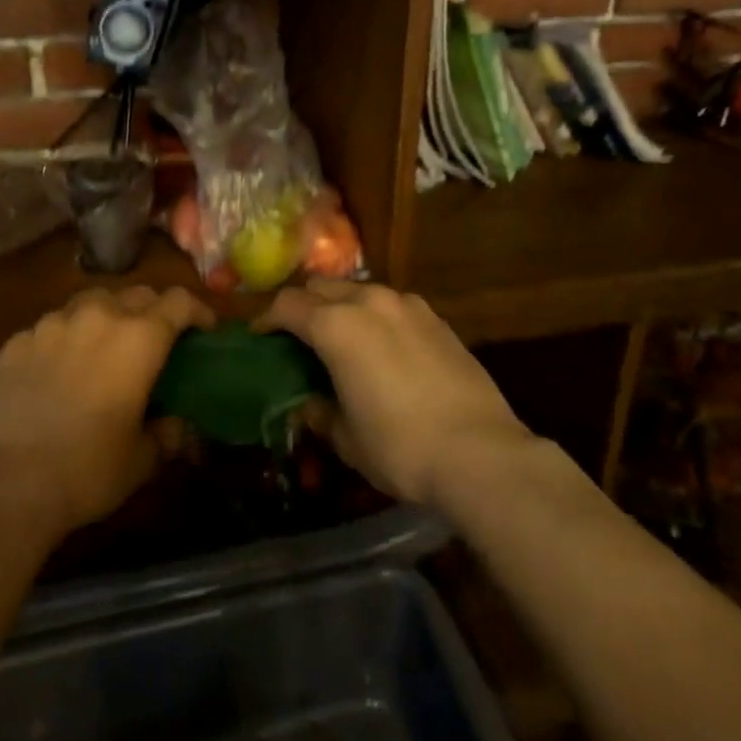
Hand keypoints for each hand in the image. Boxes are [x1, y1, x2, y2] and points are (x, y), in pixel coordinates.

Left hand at [0, 285, 212, 535]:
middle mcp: (98, 317)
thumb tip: (176, 425)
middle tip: (156, 341)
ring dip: (108, 316)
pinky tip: (59, 368)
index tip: (204, 330)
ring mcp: (53, 324)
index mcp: (138, 339)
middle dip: (154, 311)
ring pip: (92, 301)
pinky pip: (52, 325)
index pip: (179, 302)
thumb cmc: (86, 471)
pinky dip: (66, 337)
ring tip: (105, 346)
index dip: (198, 311)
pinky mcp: (18, 341)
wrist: (5, 486)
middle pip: (137, 294)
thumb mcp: (141, 460)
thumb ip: (166, 434)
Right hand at [258, 280, 533, 511]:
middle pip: (321, 287)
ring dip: (341, 306)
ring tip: (341, 337)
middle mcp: (369, 301)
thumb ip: (319, 413)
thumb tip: (308, 404)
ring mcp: (407, 305)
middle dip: (303, 306)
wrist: (481, 453)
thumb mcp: (347, 438)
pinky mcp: (435, 318)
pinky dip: (375, 315)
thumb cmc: (401, 447)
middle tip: (297, 336)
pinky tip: (382, 346)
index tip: (259, 335)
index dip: (267, 318)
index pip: (287, 305)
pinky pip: (391, 304)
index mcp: (336, 326)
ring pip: (359, 290)